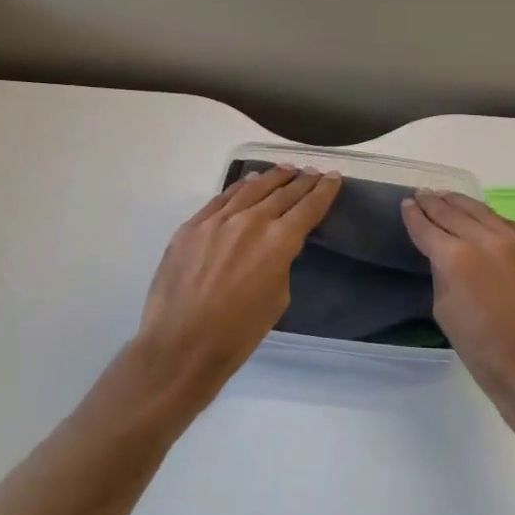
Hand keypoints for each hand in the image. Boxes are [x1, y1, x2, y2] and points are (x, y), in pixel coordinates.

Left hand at [134, 166, 340, 398]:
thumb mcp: (278, 298)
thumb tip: (274, 248)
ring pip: (251, 188)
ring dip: (272, 178)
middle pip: (282, 193)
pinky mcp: (192, 226)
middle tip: (313, 172)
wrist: (181, 345)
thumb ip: (280, 263)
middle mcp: (250, 221)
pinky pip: (221, 198)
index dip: (324, 191)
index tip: (333, 177)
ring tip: (286, 170)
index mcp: (278, 242)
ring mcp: (217, 220)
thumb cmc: (238, 333)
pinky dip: (240, 187)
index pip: (308, 207)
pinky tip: (248, 182)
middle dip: (302, 181)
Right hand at [401, 191, 514, 414]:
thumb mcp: (444, 311)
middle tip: (422, 194)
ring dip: (462, 204)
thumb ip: (442, 274)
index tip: (406, 205)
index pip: (428, 228)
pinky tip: (482, 217)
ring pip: (484, 213)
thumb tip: (444, 255)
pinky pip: (509, 226)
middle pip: (455, 213)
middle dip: (435, 203)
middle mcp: (487, 241)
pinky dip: (490, 218)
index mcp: (457, 259)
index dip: (414, 216)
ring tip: (447, 197)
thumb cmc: (482, 350)